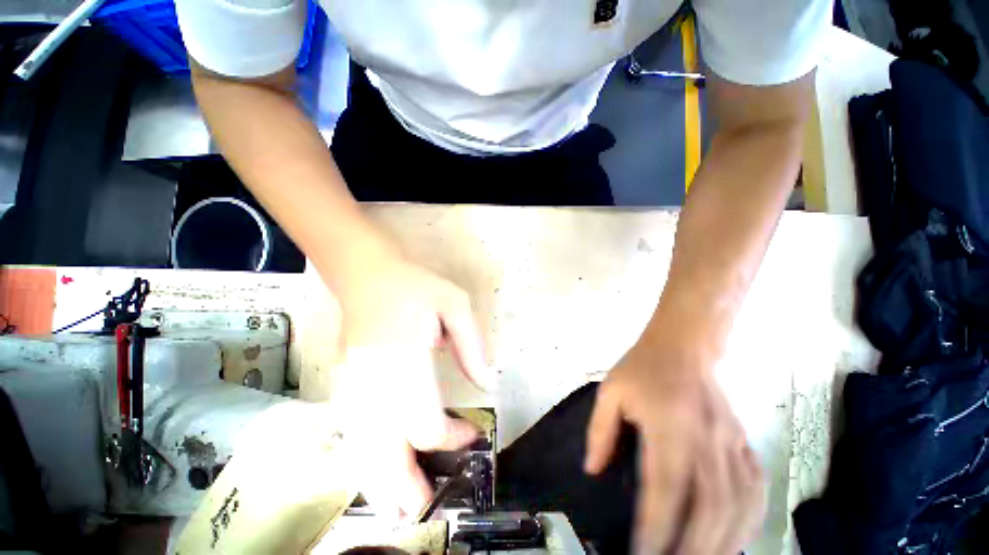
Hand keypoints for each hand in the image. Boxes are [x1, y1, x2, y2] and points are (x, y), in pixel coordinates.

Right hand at [334, 253, 493, 518]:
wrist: (368, 276)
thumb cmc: (415, 287)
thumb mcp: (454, 304)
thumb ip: (471, 344)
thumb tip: (487, 382)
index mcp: (404, 357)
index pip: (424, 418)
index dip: (450, 436)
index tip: (470, 432)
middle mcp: (375, 379)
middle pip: (386, 446)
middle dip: (404, 482)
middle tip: (425, 507)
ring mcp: (354, 383)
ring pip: (363, 446)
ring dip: (378, 481)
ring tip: (396, 510)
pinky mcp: (346, 383)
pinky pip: (351, 432)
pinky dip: (362, 460)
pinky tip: (371, 474)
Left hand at [584, 320, 765, 553]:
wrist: (682, 347)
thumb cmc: (642, 367)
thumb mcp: (611, 391)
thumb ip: (600, 430)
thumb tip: (592, 470)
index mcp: (669, 426)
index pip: (665, 488)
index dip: (656, 528)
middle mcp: (706, 443)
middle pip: (709, 508)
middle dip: (693, 548)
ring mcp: (732, 445)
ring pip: (738, 507)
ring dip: (724, 544)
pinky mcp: (745, 444)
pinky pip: (755, 491)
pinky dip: (748, 522)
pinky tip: (736, 538)